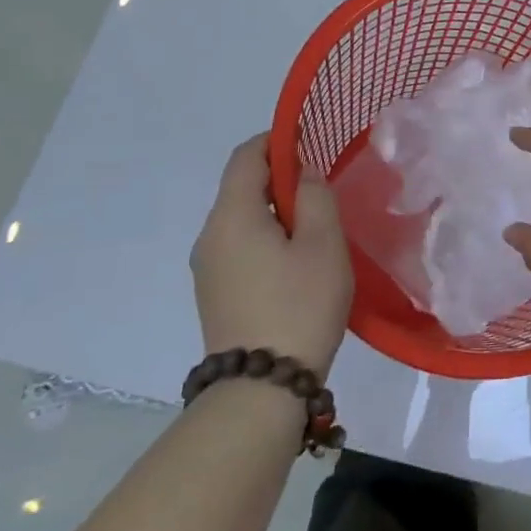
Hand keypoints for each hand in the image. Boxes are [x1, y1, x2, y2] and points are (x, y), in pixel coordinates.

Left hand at [190, 134, 353, 375]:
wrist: (260, 390)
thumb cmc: (299, 305)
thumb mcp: (323, 243)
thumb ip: (315, 196)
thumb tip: (302, 174)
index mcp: (231, 215)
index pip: (245, 156)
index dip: (277, 140)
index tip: (310, 143)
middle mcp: (209, 235)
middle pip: (240, 186)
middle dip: (279, 177)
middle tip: (321, 191)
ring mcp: (207, 267)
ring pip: (240, 218)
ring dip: (274, 210)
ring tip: (314, 228)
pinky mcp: (213, 293)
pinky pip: (238, 246)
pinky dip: (264, 237)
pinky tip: (294, 261)